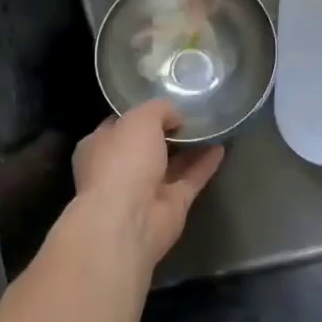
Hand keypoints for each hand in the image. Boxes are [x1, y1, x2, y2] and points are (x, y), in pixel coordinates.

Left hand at [72, 101, 224, 270]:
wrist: (129, 220)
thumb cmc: (123, 162)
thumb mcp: (139, 119)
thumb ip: (159, 110)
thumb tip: (176, 116)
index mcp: (100, 146)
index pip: (121, 124)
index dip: (143, 112)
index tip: (167, 100)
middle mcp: (121, 168)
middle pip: (148, 145)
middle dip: (168, 130)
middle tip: (194, 111)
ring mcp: (146, 189)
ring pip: (171, 163)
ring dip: (190, 146)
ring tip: (212, 126)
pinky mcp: (171, 205)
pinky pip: (190, 179)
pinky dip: (205, 164)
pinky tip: (221, 147)